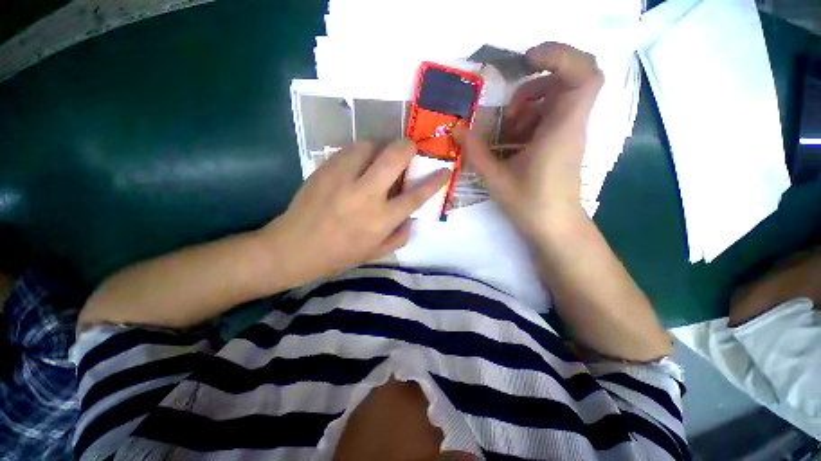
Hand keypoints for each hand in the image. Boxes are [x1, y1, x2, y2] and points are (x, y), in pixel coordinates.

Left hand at [260, 140, 448, 285]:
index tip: (444, 170)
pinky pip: (350, 149)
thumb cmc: (338, 255)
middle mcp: (366, 194)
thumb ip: (400, 236)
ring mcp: (343, 178)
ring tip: (380, 157)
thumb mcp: (375, 253)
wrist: (294, 248)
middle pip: (395, 156)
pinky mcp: (325, 169)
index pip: (416, 195)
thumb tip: (412, 218)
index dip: (435, 180)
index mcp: (381, 219)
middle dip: (409, 147)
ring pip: (371, 145)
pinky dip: (361, 151)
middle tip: (410, 150)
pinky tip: (359, 163)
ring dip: (382, 147)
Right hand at [454, 42, 602, 236]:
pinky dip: (533, 116)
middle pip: (574, 78)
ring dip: (533, 100)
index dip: (561, 55)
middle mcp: (571, 125)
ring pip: (562, 96)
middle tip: (512, 100)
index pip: (584, 74)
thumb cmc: (529, 204)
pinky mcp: (564, 142)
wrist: (554, 226)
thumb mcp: (495, 178)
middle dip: (540, 78)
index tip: (528, 59)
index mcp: (561, 129)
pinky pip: (554, 114)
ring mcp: (570, 133)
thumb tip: (456, 129)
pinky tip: (514, 137)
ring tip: (509, 124)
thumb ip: (475, 152)